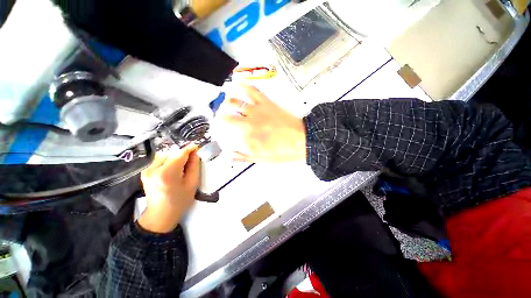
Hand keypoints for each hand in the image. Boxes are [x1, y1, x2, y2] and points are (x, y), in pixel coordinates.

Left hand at [138, 145, 199, 232]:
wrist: (160, 215)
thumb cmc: (179, 201)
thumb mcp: (192, 184)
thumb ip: (194, 166)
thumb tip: (195, 153)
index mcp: (166, 174)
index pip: (179, 154)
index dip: (190, 149)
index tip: (197, 147)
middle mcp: (153, 169)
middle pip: (172, 153)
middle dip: (183, 154)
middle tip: (192, 160)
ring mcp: (147, 169)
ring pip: (166, 155)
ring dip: (176, 157)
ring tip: (183, 166)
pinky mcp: (145, 171)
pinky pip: (160, 159)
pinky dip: (169, 160)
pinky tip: (174, 169)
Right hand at [214, 84, 306, 162]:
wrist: (302, 140)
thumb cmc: (283, 151)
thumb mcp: (261, 159)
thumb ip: (243, 156)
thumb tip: (229, 155)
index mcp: (247, 137)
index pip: (225, 132)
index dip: (220, 131)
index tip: (220, 131)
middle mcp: (249, 122)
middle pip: (226, 116)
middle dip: (220, 117)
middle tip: (221, 118)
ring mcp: (257, 110)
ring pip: (235, 101)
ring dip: (227, 102)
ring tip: (225, 103)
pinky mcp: (266, 103)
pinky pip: (253, 90)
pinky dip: (244, 85)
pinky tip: (238, 83)